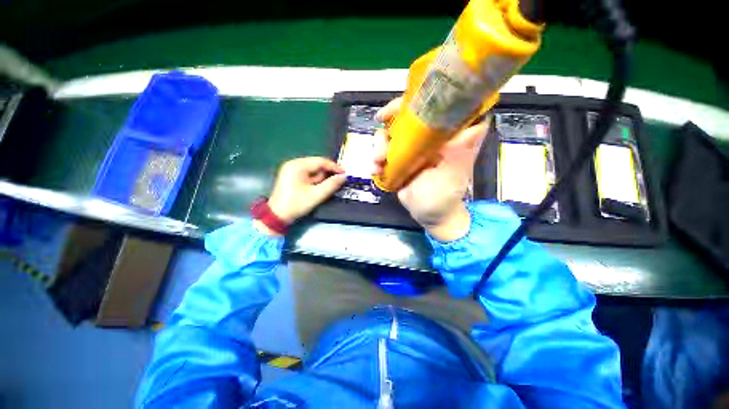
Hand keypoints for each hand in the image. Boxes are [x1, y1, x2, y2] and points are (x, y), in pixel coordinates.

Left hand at [256, 157, 345, 235]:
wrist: (277, 216)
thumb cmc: (296, 204)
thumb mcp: (316, 195)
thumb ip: (331, 184)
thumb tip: (344, 176)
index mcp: (298, 165)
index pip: (320, 161)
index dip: (334, 167)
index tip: (345, 174)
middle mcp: (293, 163)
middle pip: (316, 164)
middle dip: (327, 173)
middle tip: (338, 181)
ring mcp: (291, 169)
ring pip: (313, 170)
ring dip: (321, 178)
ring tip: (325, 188)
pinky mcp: (291, 175)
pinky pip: (307, 174)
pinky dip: (315, 180)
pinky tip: (317, 188)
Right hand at [374, 97, 487, 241]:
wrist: (429, 215)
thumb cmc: (445, 197)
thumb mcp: (454, 176)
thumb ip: (462, 153)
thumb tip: (474, 125)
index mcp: (445, 136)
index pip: (434, 107)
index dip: (416, 100)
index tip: (398, 106)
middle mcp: (427, 138)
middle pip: (405, 117)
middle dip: (390, 122)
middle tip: (380, 130)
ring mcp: (411, 149)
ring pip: (390, 134)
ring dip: (379, 145)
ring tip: (377, 163)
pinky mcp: (399, 160)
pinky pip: (383, 152)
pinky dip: (375, 159)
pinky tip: (375, 170)